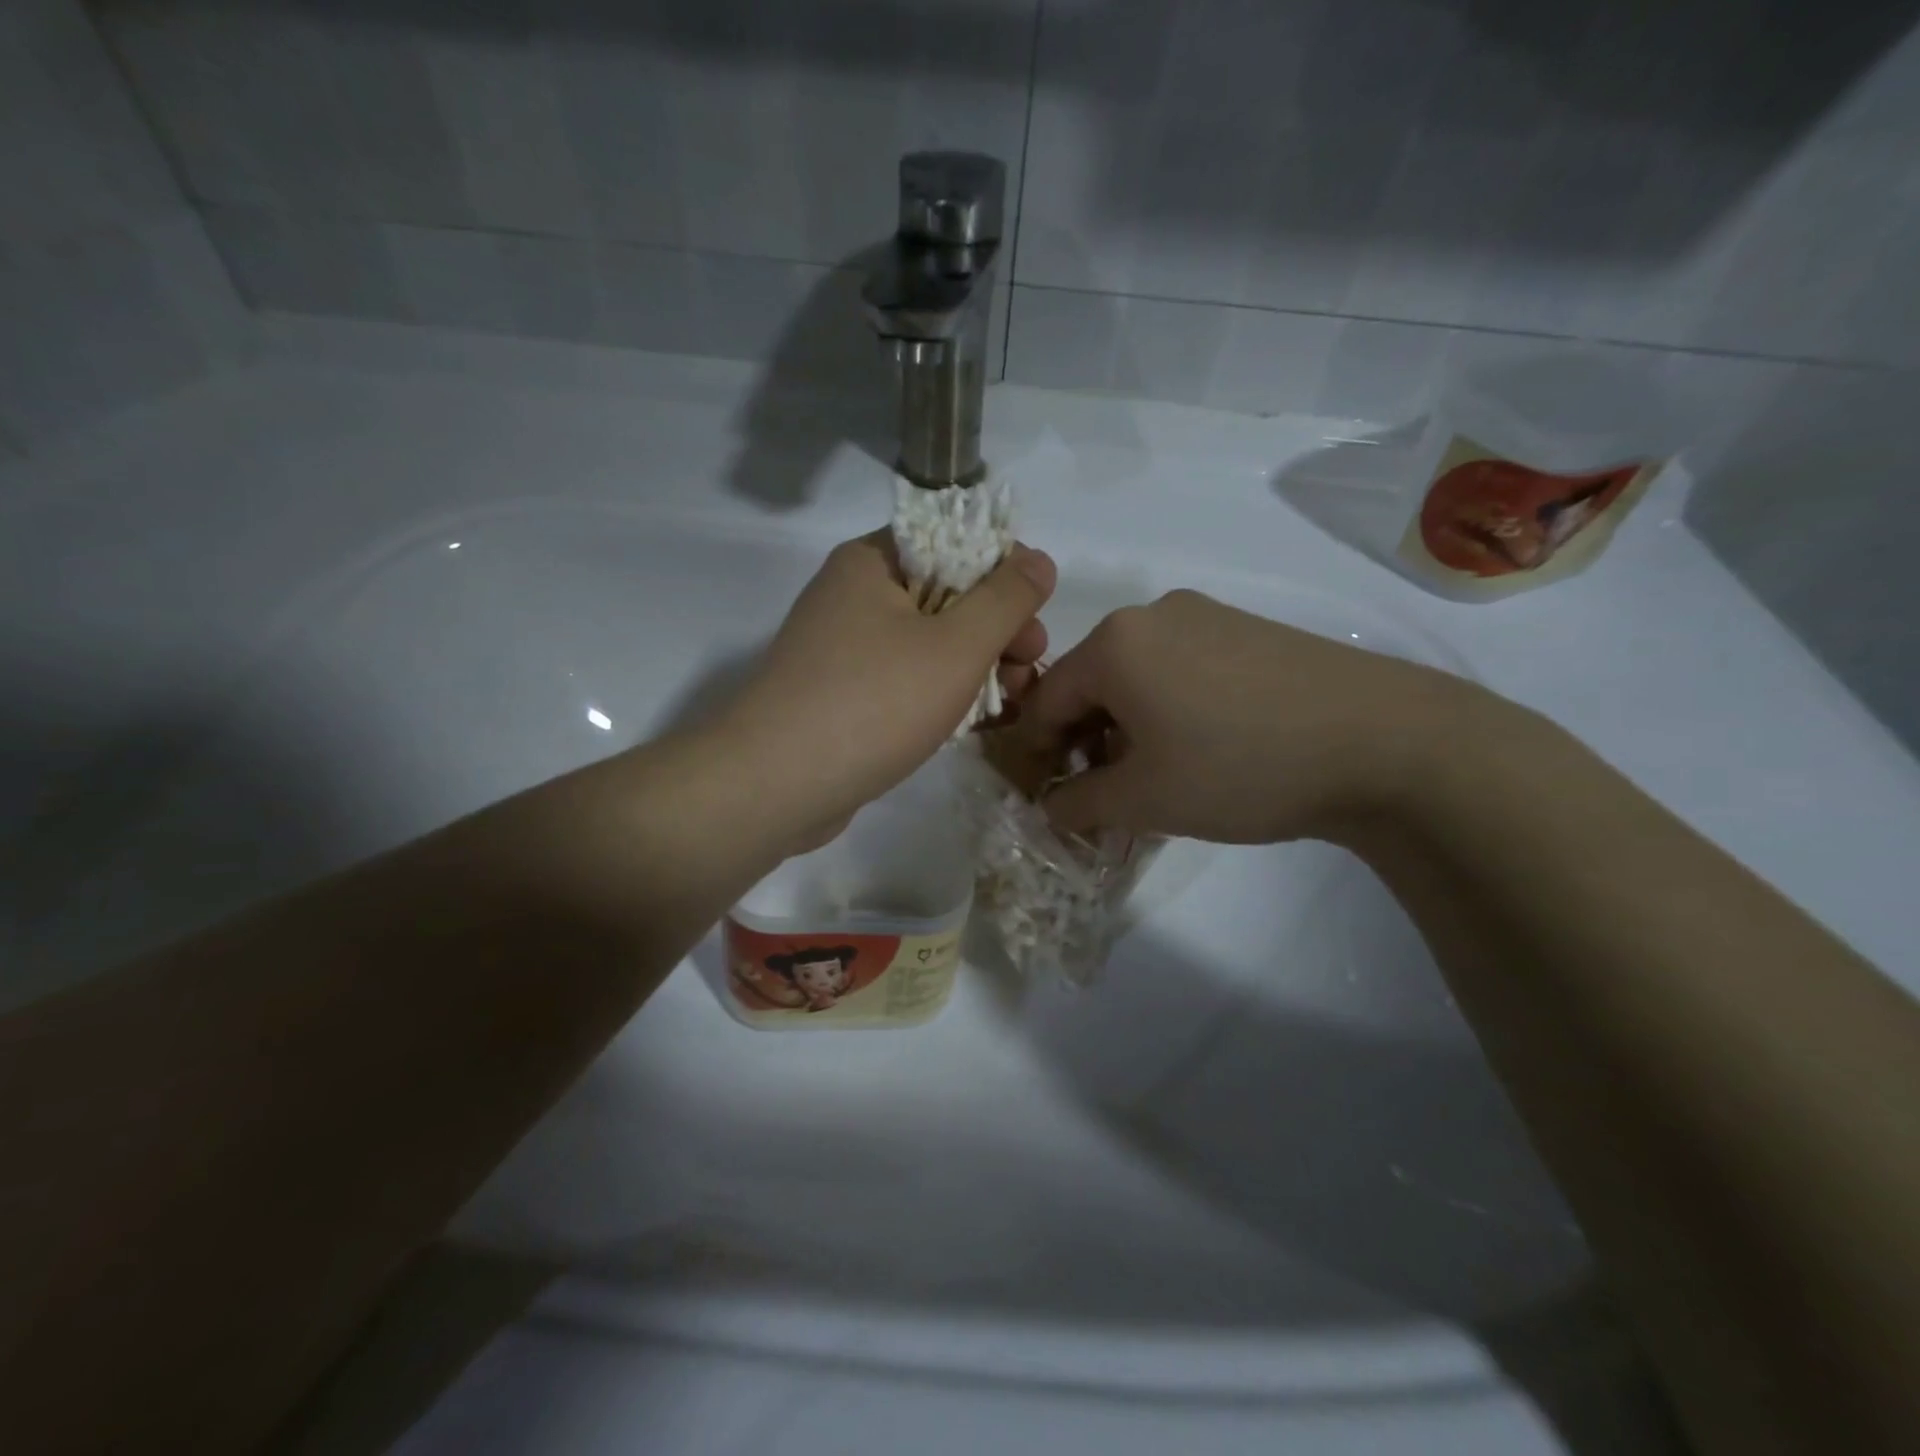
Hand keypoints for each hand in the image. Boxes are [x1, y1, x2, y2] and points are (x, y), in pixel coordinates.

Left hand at [717, 531, 1055, 844]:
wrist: (775, 786)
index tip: (1035, 613)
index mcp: (872, 561)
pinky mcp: (842, 695)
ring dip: (976, 665)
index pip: (953, 540)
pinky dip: (941, 693)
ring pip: (928, 643)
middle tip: (1031, 663)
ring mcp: (843, 648)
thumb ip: (1005, 599)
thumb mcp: (956, 645)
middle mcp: (853, 595)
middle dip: (997, 628)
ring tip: (1015, 700)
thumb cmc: (874, 702)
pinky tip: (976, 720)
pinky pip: (904, 680)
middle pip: (944, 594)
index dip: (1003, 570)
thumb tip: (1039, 560)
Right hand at [1012, 590, 1486, 844]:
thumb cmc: (1239, 767)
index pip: (1046, 699)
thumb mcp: (1143, 800)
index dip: (1039, 752)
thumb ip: (1078, 804)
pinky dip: (1170, 707)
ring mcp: (1206, 616)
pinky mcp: (1248, 629)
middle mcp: (1152, 615)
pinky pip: (1182, 667)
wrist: (1383, 742)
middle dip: (1087, 740)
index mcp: (1114, 643)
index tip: (1049, 795)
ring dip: (1128, 726)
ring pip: (1138, 675)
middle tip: (1105, 793)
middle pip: (1092, 683)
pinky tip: (1203, 746)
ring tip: (1157, 775)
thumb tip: (1051, 808)